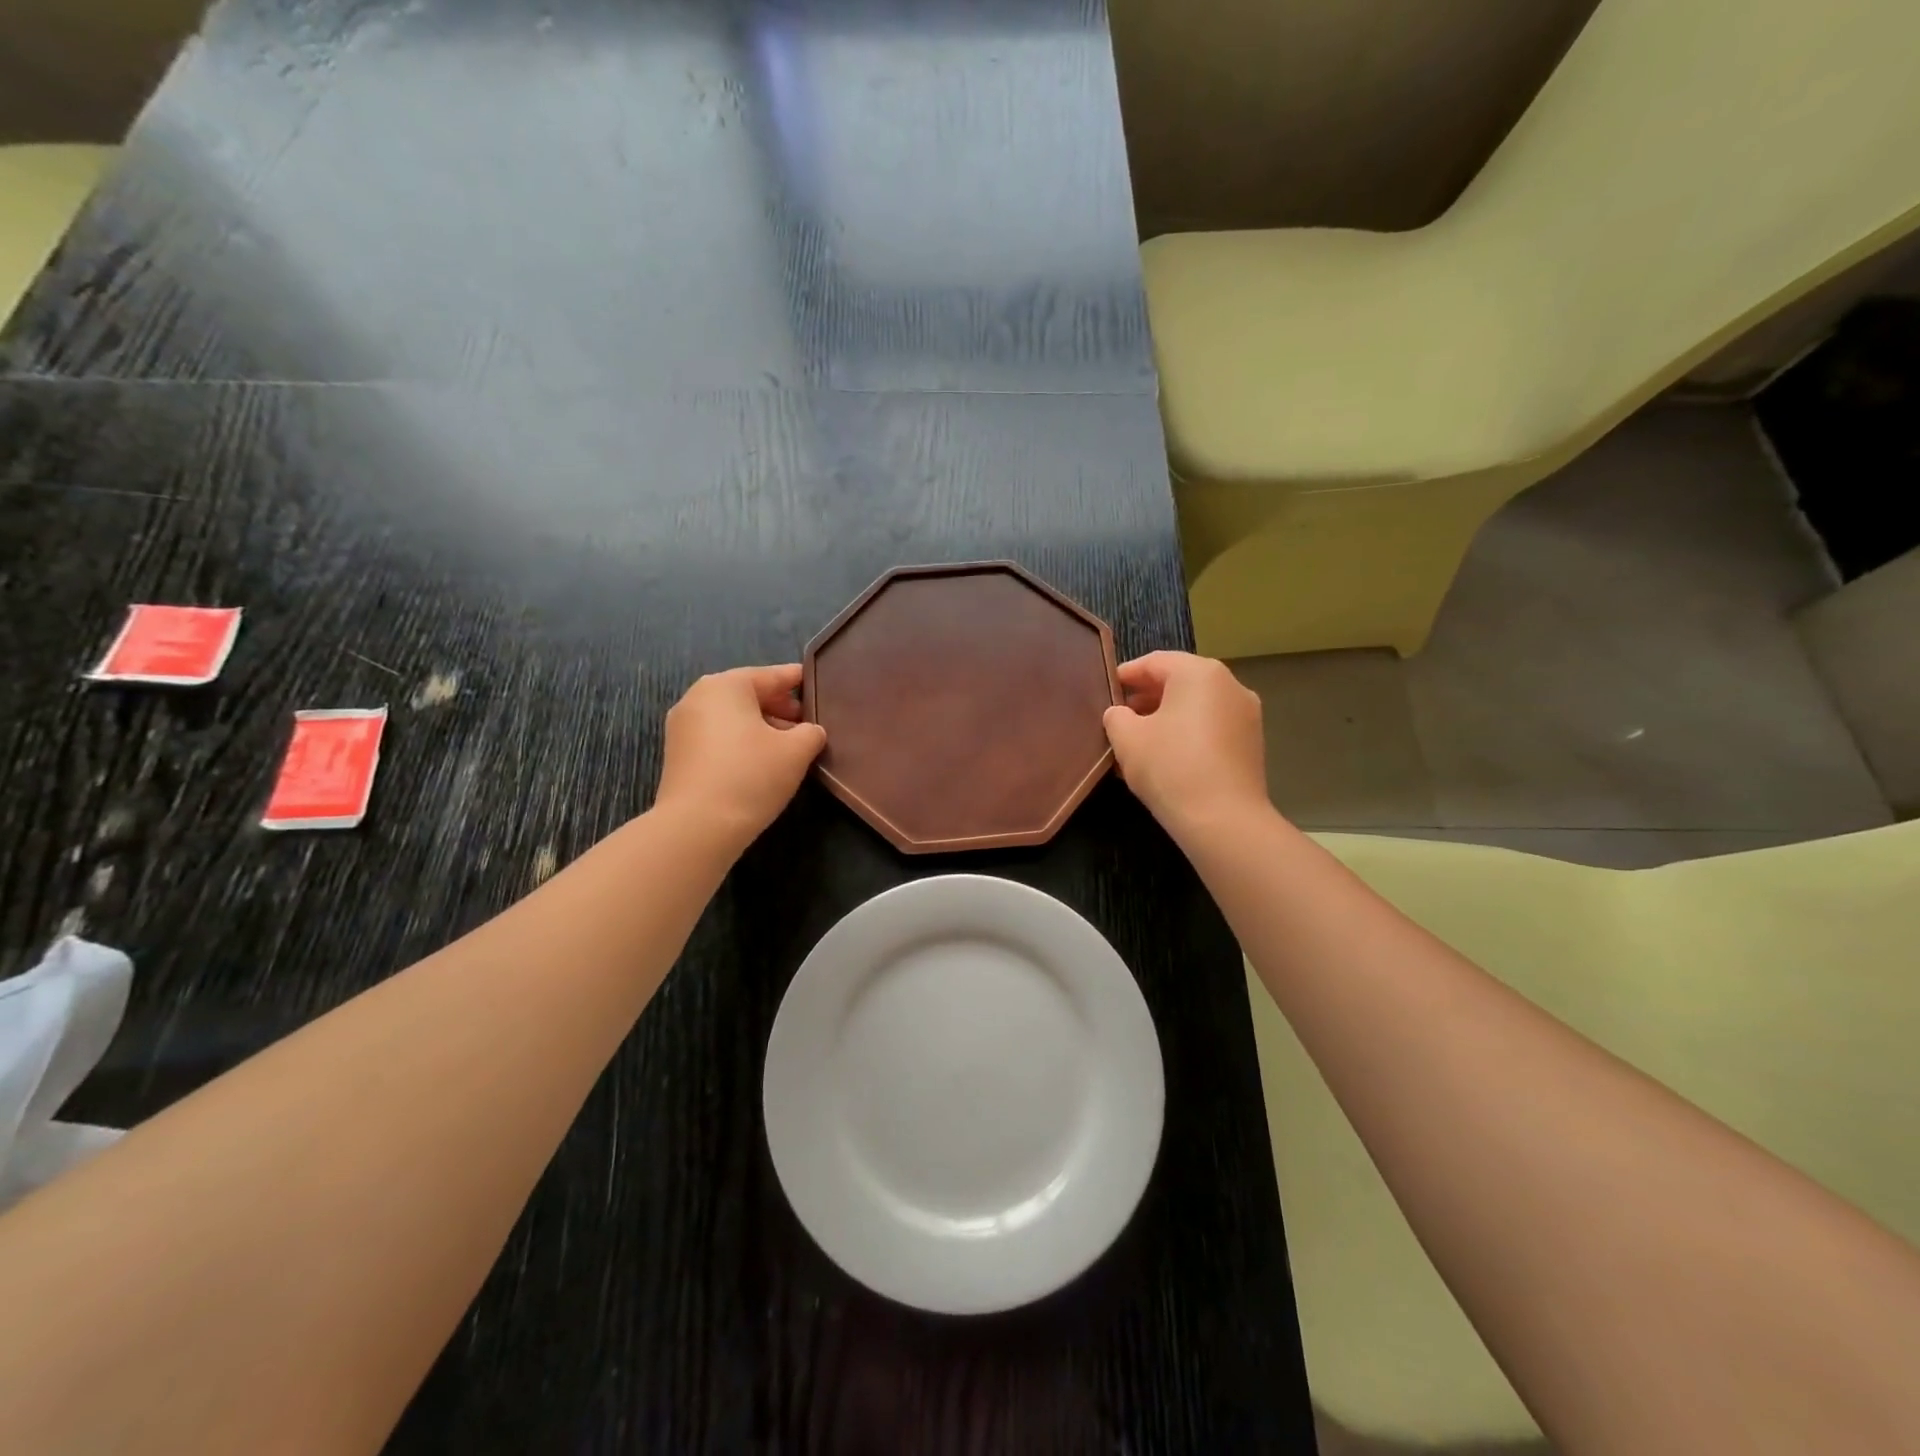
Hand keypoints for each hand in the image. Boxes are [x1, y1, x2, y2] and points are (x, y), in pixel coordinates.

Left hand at [654, 665, 826, 852]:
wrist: (697, 826)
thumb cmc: (751, 775)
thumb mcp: (796, 751)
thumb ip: (811, 732)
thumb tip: (809, 731)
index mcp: (726, 685)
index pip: (771, 676)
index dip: (796, 680)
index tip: (816, 684)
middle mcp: (698, 697)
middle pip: (748, 695)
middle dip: (779, 707)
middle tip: (805, 724)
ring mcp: (682, 727)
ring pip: (731, 718)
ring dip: (760, 727)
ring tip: (787, 747)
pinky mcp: (677, 755)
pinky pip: (716, 737)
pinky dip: (740, 742)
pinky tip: (760, 763)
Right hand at [1102, 652, 1269, 840]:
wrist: (1223, 820)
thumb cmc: (1170, 767)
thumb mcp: (1127, 739)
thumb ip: (1117, 717)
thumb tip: (1121, 714)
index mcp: (1199, 673)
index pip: (1155, 662)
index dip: (1127, 674)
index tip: (1108, 688)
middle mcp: (1230, 685)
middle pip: (1180, 682)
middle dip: (1147, 697)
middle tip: (1120, 716)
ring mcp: (1246, 715)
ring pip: (1197, 707)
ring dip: (1167, 718)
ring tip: (1139, 742)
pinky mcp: (1251, 744)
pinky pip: (1211, 728)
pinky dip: (1187, 734)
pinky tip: (1166, 758)